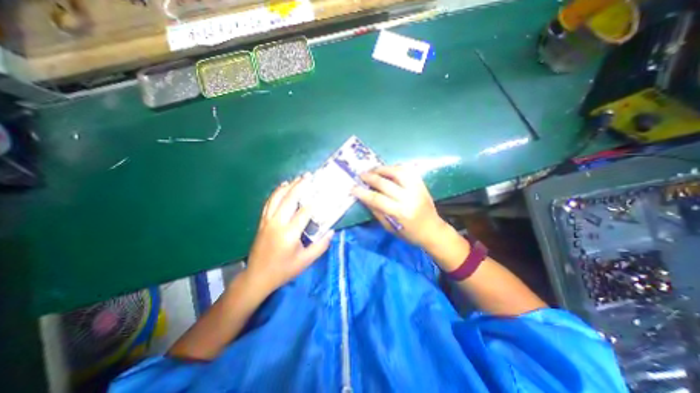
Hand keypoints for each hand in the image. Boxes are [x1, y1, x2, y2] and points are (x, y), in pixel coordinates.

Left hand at [245, 173, 331, 293]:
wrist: (257, 277)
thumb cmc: (283, 270)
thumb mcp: (305, 261)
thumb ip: (320, 246)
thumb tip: (331, 231)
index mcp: (289, 234)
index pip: (304, 212)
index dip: (314, 202)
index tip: (323, 192)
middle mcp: (277, 223)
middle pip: (289, 199)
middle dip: (299, 186)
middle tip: (308, 176)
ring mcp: (267, 221)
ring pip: (276, 198)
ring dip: (287, 187)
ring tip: (296, 179)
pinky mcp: (262, 222)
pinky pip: (269, 203)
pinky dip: (276, 193)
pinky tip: (281, 188)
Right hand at [353, 167, 444, 248]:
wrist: (432, 230)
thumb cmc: (409, 233)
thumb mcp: (390, 227)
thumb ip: (376, 211)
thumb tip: (364, 198)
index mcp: (400, 212)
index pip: (377, 199)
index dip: (362, 192)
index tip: (353, 188)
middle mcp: (408, 198)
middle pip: (385, 183)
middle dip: (370, 177)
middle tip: (361, 175)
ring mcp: (416, 189)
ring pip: (397, 172)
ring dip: (382, 169)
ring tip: (373, 170)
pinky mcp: (421, 184)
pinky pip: (407, 171)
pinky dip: (395, 167)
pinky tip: (388, 169)